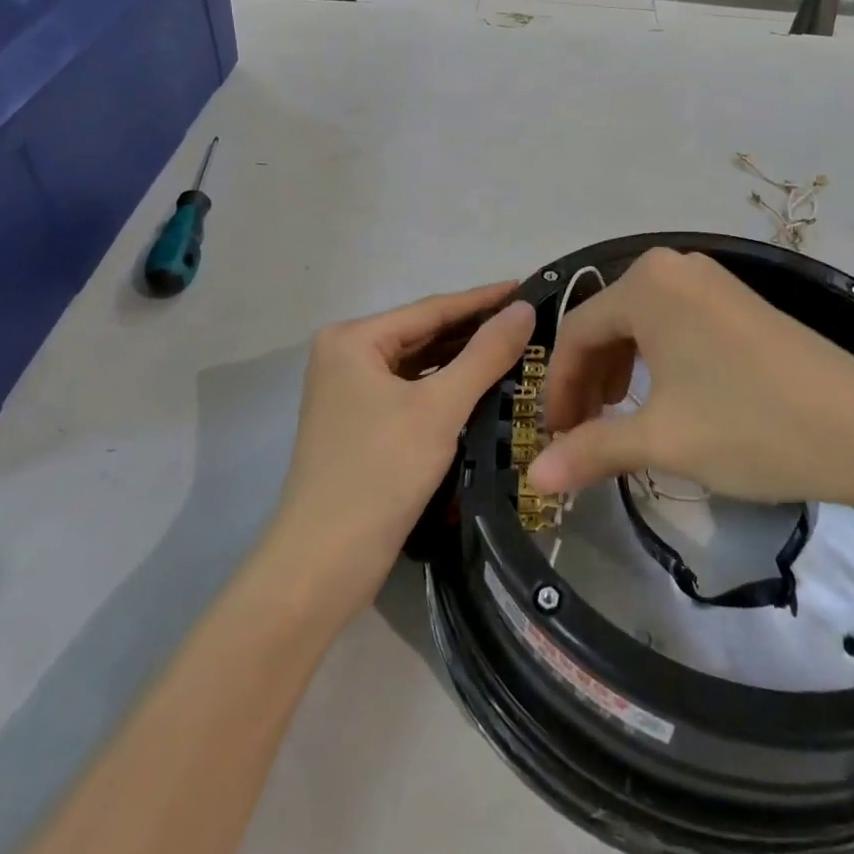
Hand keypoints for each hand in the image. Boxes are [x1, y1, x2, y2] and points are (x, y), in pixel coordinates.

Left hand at [264, 284, 535, 622]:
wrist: (322, 566)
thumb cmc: (379, 474)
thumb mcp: (440, 408)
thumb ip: (485, 354)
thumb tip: (524, 308)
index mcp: (354, 339)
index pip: (432, 308)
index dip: (484, 299)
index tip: (528, 287)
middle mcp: (347, 356)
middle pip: (424, 333)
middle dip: (476, 330)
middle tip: (530, 321)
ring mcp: (351, 392)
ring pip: (420, 364)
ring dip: (464, 359)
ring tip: (518, 348)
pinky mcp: (361, 424)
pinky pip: (413, 391)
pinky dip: (447, 387)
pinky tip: (485, 386)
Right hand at [526, 249, 853, 531]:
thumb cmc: (750, 425)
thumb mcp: (663, 440)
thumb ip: (590, 451)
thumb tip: (533, 478)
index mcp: (646, 283)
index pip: (576, 331)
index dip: (558, 388)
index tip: (554, 437)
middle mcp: (674, 267)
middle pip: (607, 322)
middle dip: (588, 380)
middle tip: (583, 433)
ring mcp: (711, 279)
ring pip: (642, 322)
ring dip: (620, 370)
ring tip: (619, 418)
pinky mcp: (739, 300)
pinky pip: (675, 322)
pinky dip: (656, 359)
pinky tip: (666, 397)